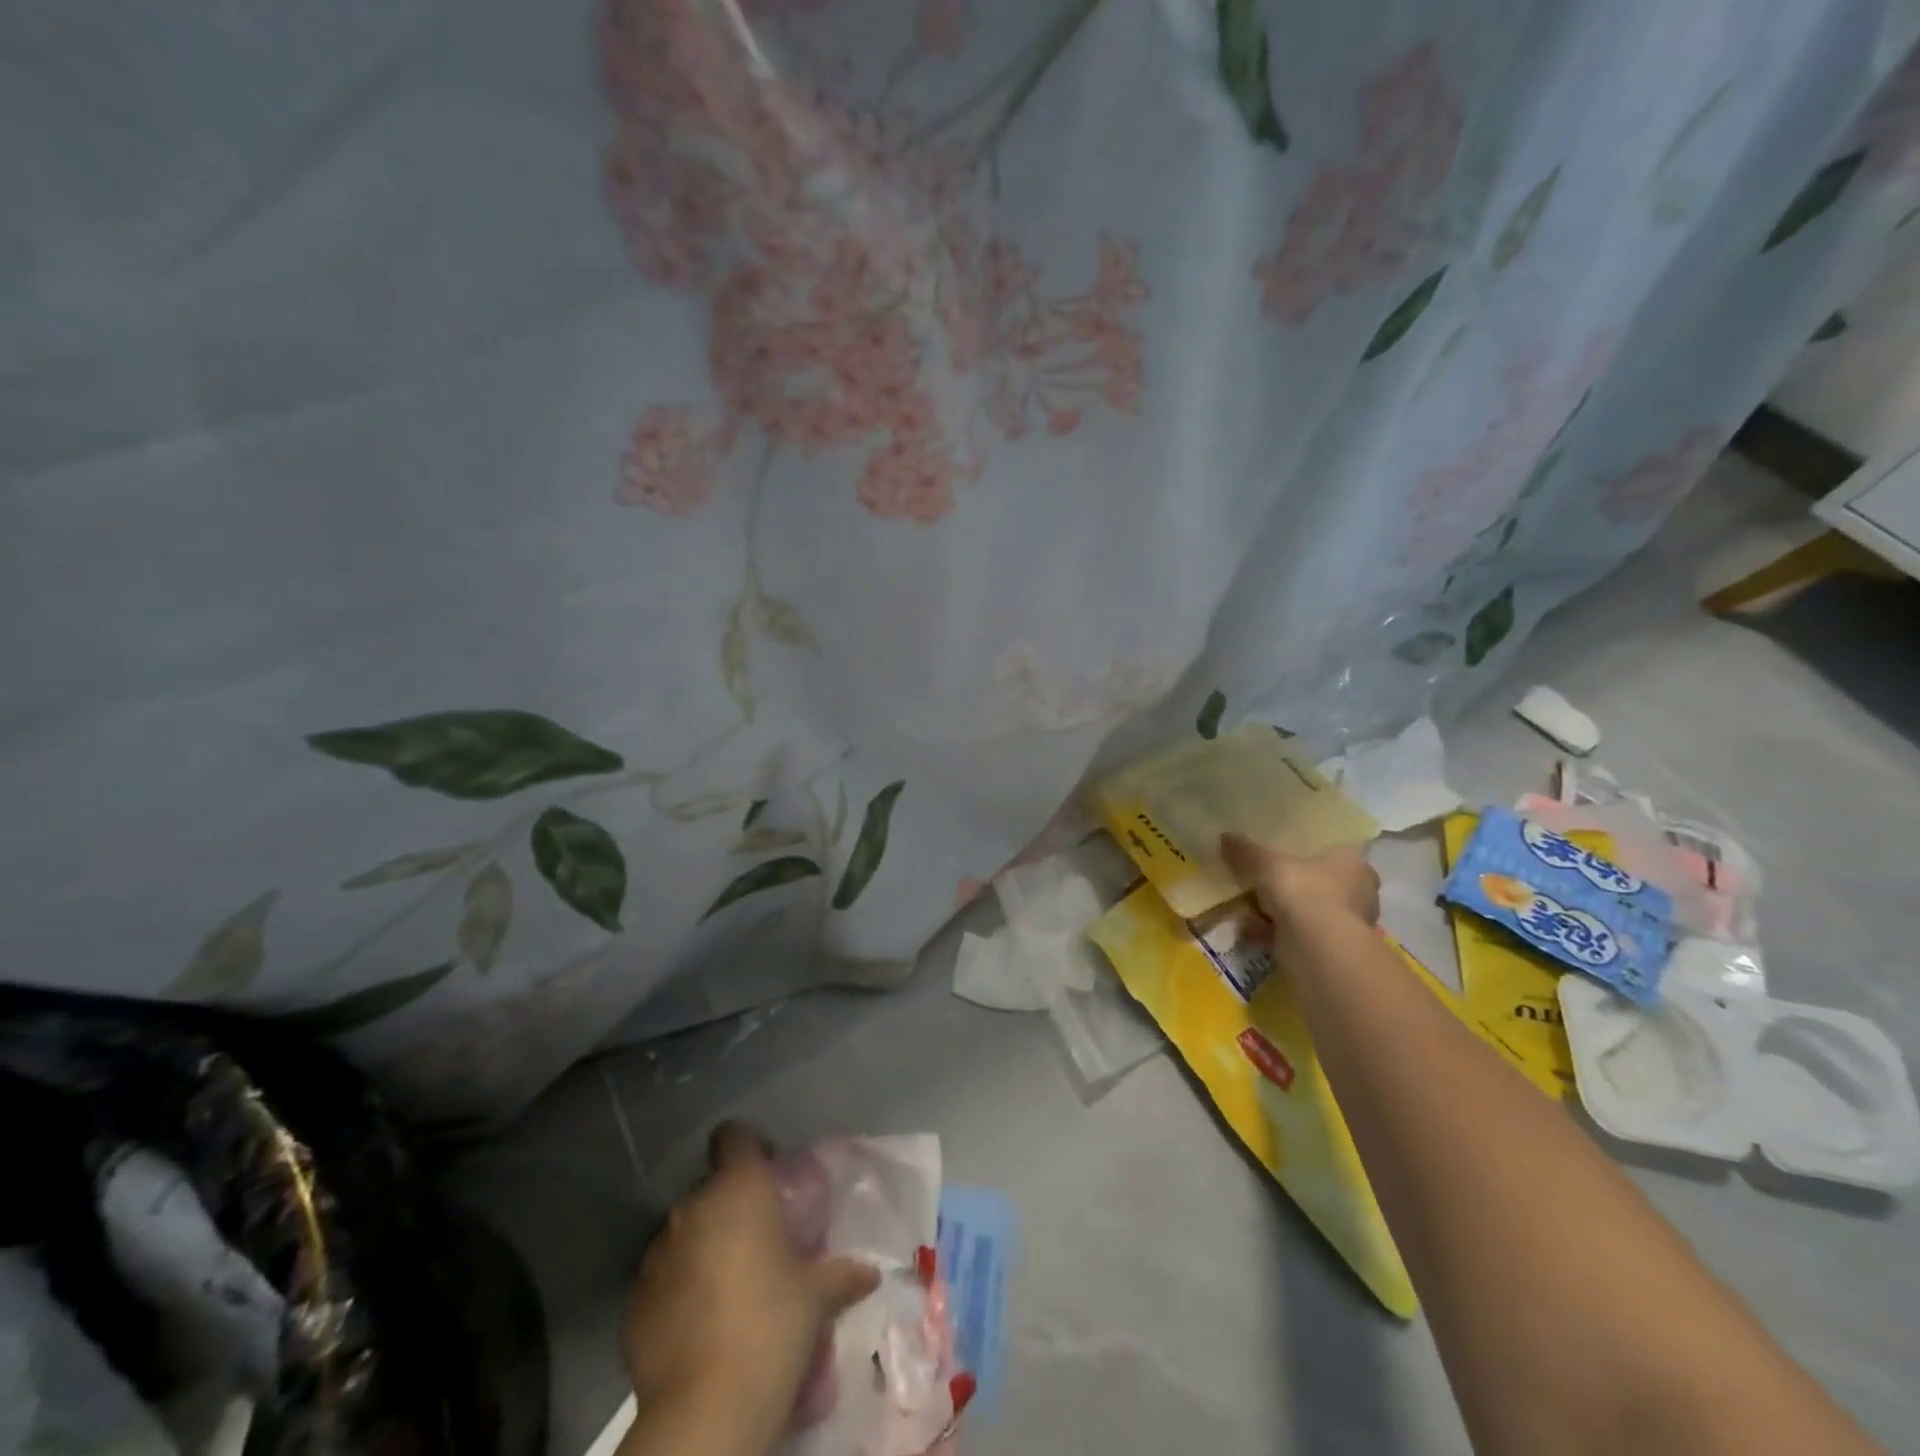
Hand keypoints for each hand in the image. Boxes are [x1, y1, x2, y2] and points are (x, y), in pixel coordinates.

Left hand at [622, 1123, 878, 1455]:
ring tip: (729, 1286)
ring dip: (704, 1247)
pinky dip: (678, 1289)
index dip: (751, 1147)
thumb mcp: (816, 1296)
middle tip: (759, 1241)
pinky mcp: (633, 1301)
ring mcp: (657, 1254)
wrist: (705, 1408)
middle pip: (712, 1188)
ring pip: (685, 1233)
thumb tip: (870, 1272)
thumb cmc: (771, 1325)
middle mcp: (693, 1208)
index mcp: (738, 1189)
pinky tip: (700, 1323)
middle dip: (732, 1207)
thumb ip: (841, 1274)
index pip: (734, 1136)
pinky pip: (662, 1278)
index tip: (769, 1172)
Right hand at [1222, 834, 1379, 939]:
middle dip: (1289, 887)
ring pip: (1308, 911)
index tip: (1283, 856)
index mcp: (1353, 862)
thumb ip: (1246, 851)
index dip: (1307, 852)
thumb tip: (1225, 836)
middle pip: (1319, 883)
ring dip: (1279, 913)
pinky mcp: (1334, 949)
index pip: (1334, 850)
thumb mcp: (1266, 864)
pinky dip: (1276, 933)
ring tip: (1248, 911)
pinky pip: (1301, 934)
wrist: (1317, 947)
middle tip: (1261, 885)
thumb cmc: (1302, 891)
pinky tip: (1251, 932)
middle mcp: (1360, 892)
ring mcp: (1349, 923)